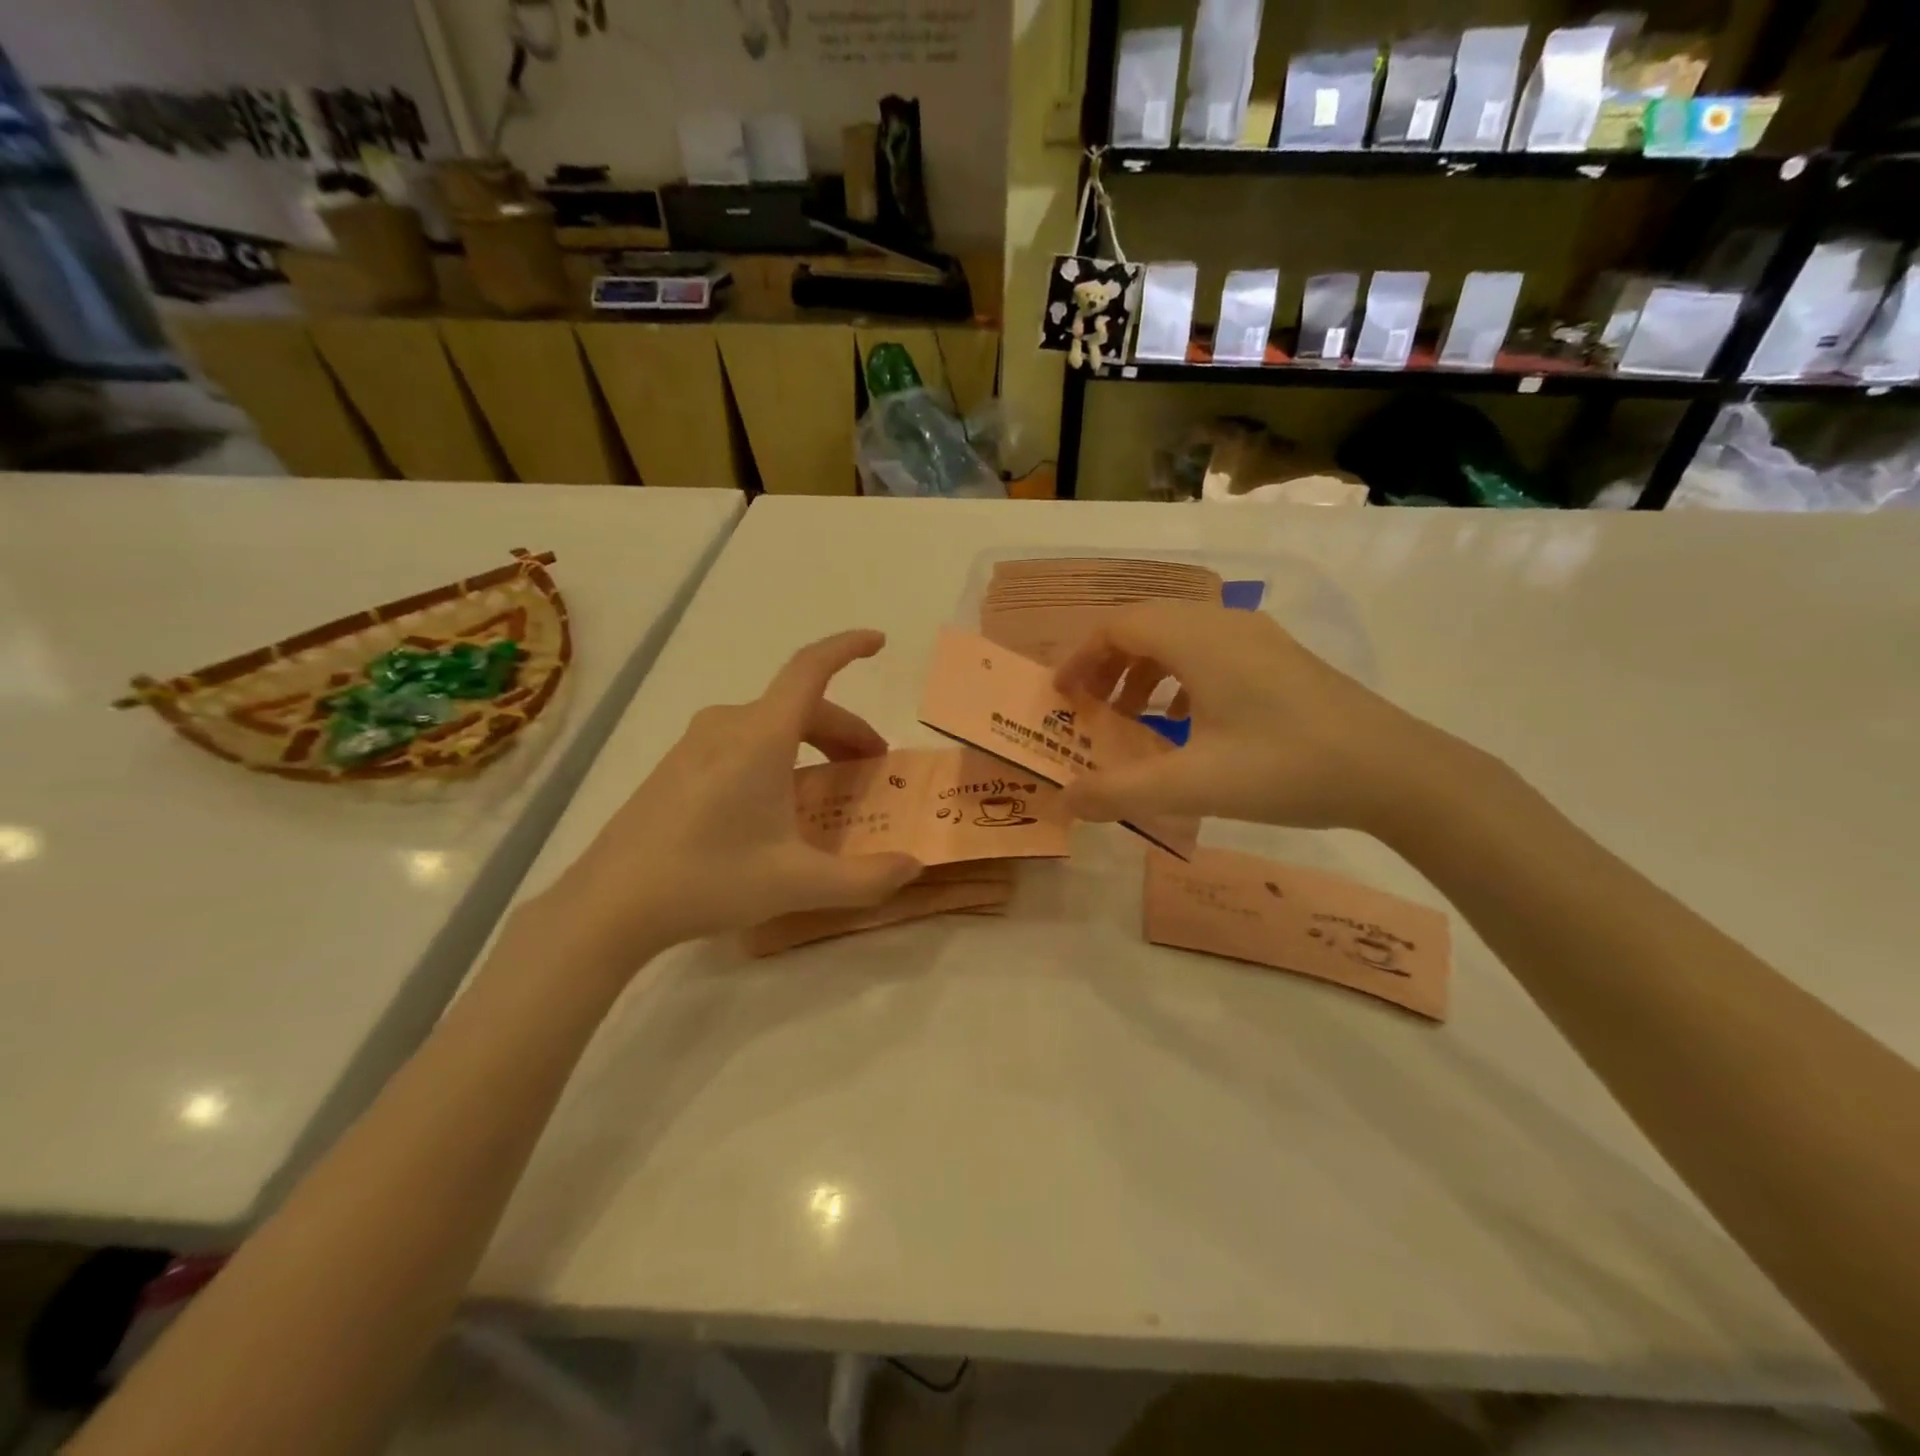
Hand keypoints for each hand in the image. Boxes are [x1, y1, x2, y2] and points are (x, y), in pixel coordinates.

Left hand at [540, 630, 919, 964]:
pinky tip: (776, 804)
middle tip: (871, 768)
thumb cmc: (708, 880)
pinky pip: (742, 741)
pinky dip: (778, 754)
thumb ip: (865, 879)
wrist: (609, 905)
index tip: (878, 642)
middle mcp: (728, 725)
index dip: (846, 648)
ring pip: (771, 724)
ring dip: (811, 743)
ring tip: (828, 786)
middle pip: (800, 706)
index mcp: (760, 736)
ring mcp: (696, 743)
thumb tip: (913, 868)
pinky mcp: (677, 765)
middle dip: (844, 731)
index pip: (810, 669)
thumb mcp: (797, 884)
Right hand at [1054, 602, 1451, 833]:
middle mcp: (1224, 624)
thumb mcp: (1193, 786)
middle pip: (1146, 624)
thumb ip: (1120, 792)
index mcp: (1198, 640)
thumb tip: (1066, 799)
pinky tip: (1184, 720)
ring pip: (1180, 636)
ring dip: (1144, 669)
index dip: (1081, 657)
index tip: (1061, 695)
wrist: (1395, 771)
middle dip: (1108, 662)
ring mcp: (1258, 638)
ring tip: (1131, 716)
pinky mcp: (1279, 658)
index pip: (1118, 626)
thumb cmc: (1285, 769)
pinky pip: (1210, 651)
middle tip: (1088, 706)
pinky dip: (1179, 676)